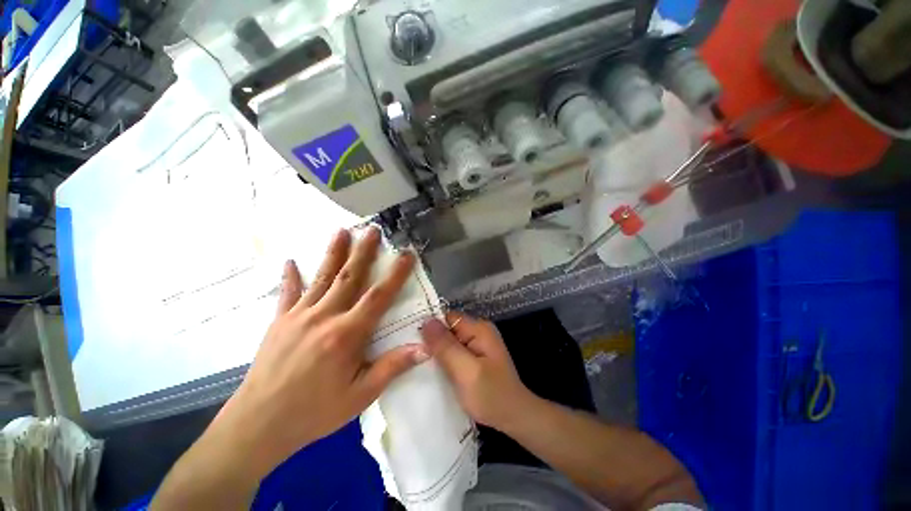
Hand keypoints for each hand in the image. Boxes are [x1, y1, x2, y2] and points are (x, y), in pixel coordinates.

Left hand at [213, 227, 429, 477]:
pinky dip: (290, 277)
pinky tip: (291, 261)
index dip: (395, 274)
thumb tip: (425, 348)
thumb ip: (393, 367)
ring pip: (321, 278)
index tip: (406, 254)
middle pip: (349, 277)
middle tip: (372, 230)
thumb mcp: (360, 395)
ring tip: (341, 231)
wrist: (258, 425)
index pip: (378, 296)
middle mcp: (324, 317)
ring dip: (333, 253)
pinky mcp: (279, 322)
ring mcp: (299, 316)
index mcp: (347, 334)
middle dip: (364, 251)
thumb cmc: (315, 412)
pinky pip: (287, 294)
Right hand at [420, 313, 533, 430]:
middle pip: (447, 328)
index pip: (447, 317)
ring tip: (414, 361)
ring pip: (448, 341)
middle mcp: (478, 331)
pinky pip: (453, 351)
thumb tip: (426, 320)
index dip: (430, 326)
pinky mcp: (474, 357)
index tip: (410, 339)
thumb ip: (446, 346)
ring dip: (435, 350)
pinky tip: (430, 368)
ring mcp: (476, 344)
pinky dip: (442, 358)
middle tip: (408, 353)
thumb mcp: (466, 371)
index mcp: (479, 329)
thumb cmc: (491, 395)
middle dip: (430, 339)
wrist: (514, 418)